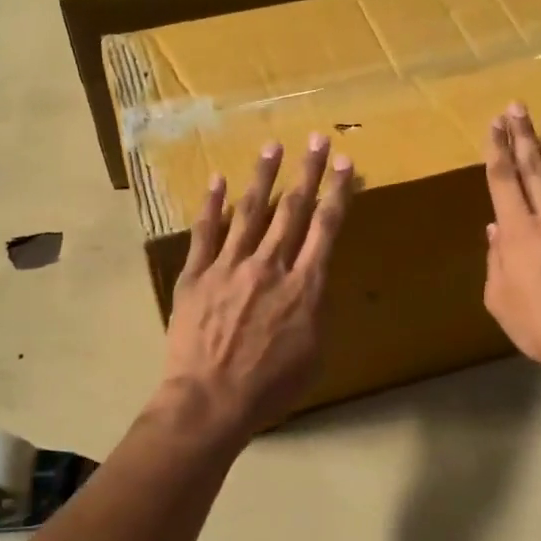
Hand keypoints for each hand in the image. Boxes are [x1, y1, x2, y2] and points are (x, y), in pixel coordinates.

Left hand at [161, 133, 353, 437]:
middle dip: (307, 171)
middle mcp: (270, 265)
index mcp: (304, 286)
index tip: (344, 163)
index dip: (337, 191)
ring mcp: (230, 266)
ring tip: (272, 147)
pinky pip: (206, 233)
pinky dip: (213, 205)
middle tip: (315, 139)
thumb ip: (315, 313)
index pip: (325, 228)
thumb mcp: (313, 355)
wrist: (211, 400)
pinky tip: (218, 181)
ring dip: (264, 177)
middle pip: (292, 210)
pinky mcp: (197, 275)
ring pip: (250, 212)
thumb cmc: (269, 388)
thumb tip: (312, 287)